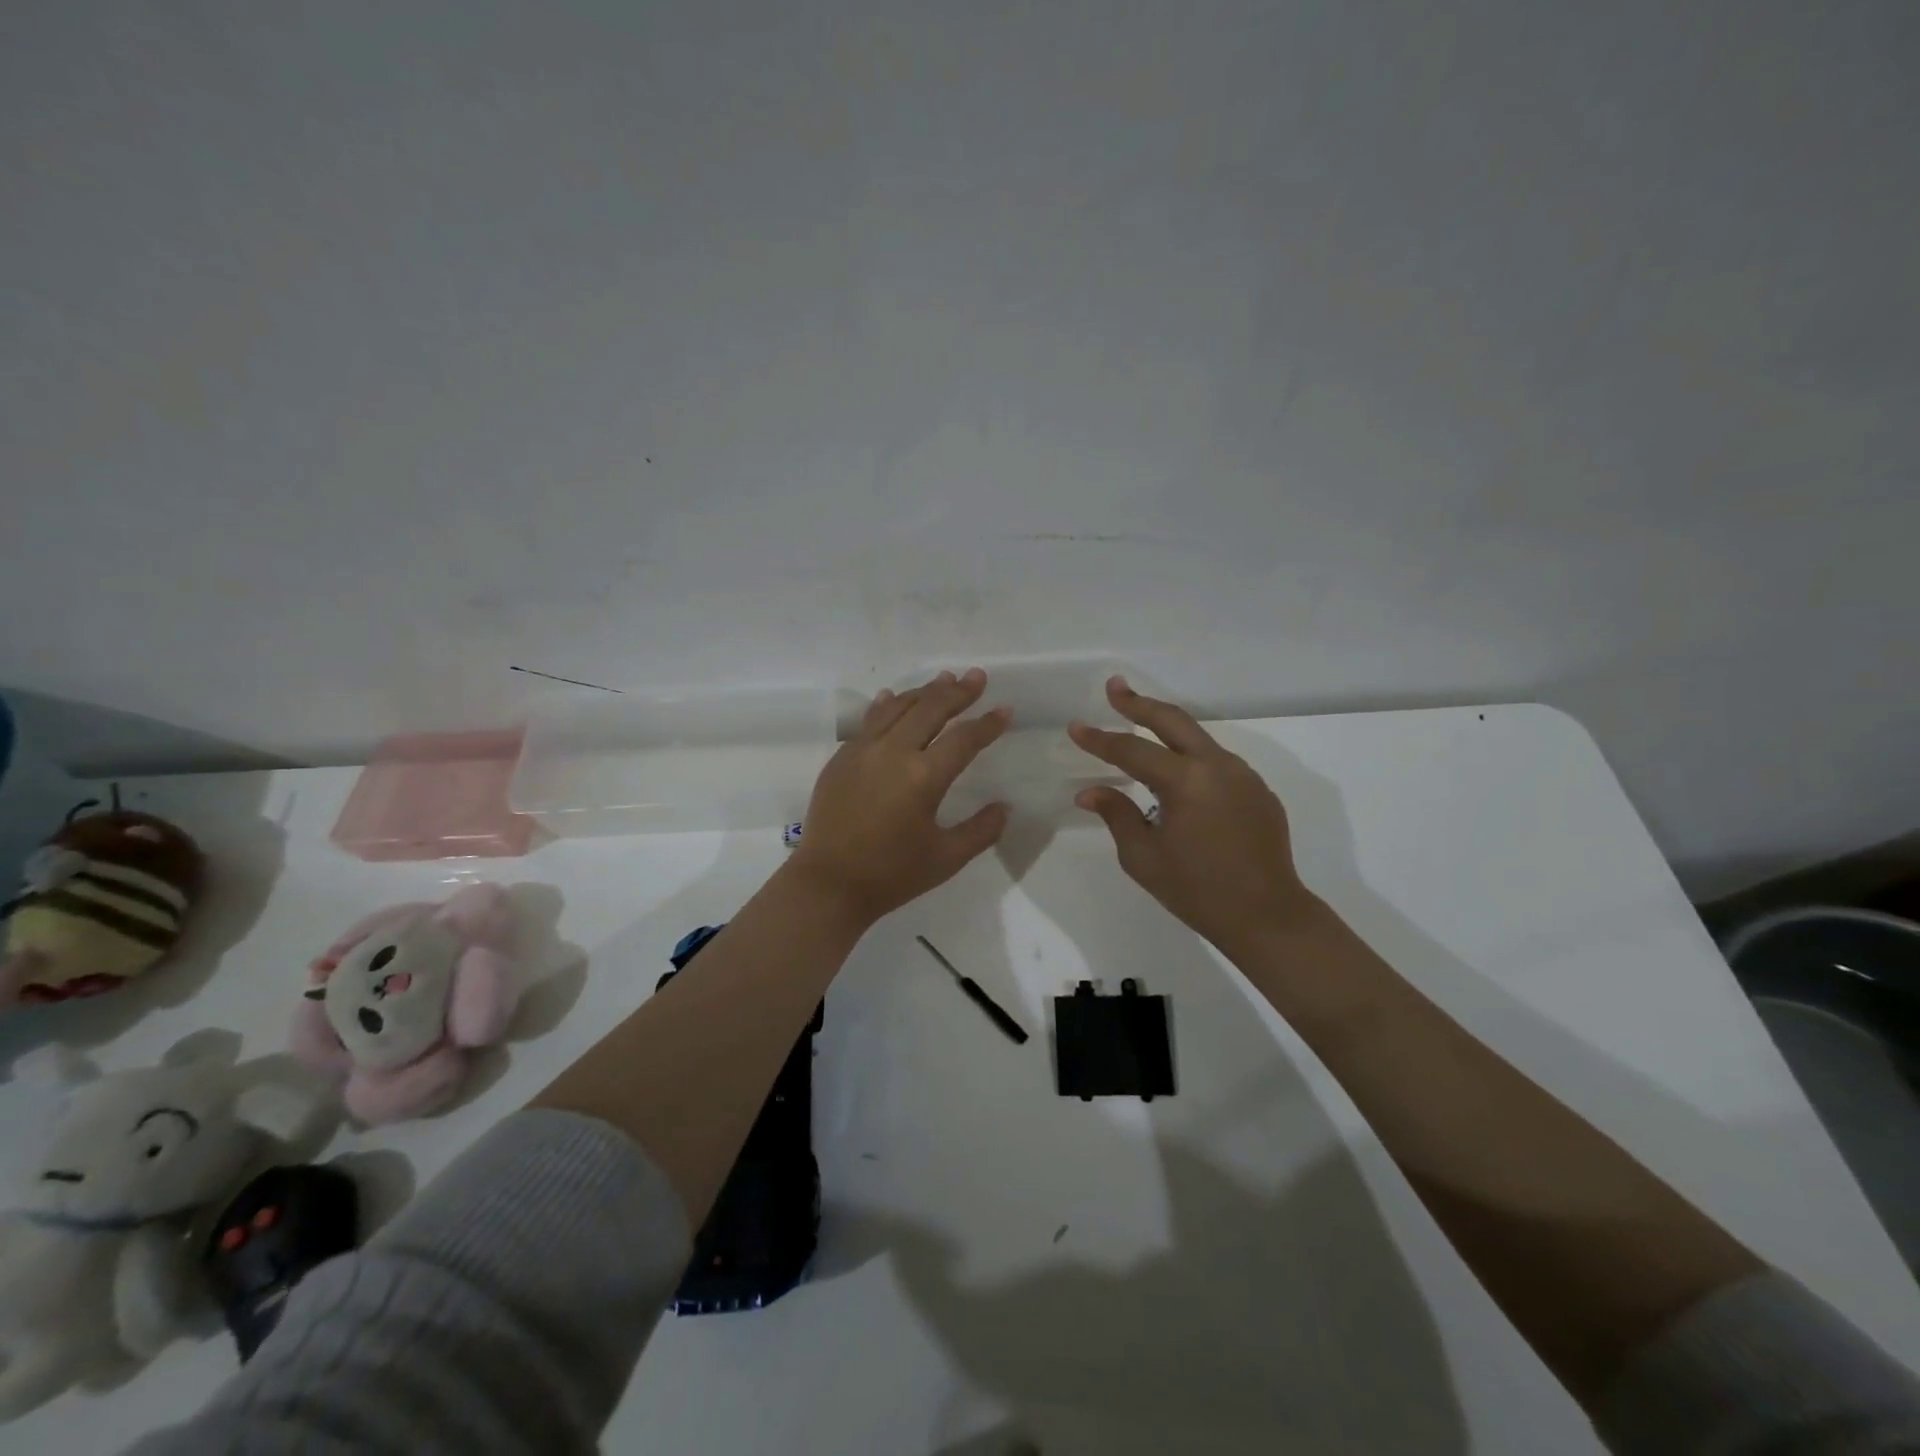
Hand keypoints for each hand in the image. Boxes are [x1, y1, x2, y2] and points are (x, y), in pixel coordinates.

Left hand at [789, 669, 1011, 923]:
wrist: (828, 884)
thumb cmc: (891, 875)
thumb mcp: (946, 859)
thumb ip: (981, 830)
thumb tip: (1004, 808)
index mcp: (924, 777)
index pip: (964, 739)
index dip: (988, 723)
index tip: (1005, 710)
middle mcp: (894, 753)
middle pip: (931, 709)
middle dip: (958, 691)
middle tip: (977, 677)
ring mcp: (863, 750)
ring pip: (898, 707)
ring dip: (924, 691)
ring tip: (945, 679)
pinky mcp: (842, 757)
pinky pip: (870, 720)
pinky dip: (887, 704)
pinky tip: (894, 696)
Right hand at [1070, 677, 1320, 961]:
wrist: (1268, 916)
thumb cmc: (1197, 891)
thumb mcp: (1144, 857)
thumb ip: (1117, 815)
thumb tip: (1091, 792)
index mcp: (1185, 781)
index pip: (1132, 750)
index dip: (1100, 739)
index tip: (1076, 727)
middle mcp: (1217, 766)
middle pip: (1172, 720)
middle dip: (1139, 703)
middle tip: (1115, 688)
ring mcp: (1243, 775)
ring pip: (1198, 737)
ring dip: (1167, 727)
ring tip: (1140, 724)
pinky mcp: (1258, 790)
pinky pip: (1217, 762)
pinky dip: (1191, 756)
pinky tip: (1178, 773)